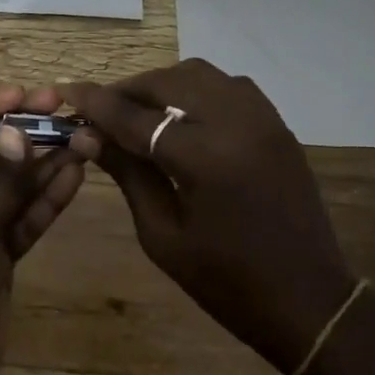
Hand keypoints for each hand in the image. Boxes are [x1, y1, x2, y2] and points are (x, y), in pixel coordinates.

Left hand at [0, 84, 88, 374]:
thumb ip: (1, 182)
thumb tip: (19, 132)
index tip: (24, 91)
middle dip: (21, 132)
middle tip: (64, 107)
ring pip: (7, 185)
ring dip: (42, 163)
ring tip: (84, 136)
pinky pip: (19, 217)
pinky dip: (44, 199)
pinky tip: (76, 173)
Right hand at [62, 60, 354, 374]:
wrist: (307, 300)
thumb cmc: (226, 281)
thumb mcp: (162, 234)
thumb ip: (128, 174)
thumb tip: (87, 136)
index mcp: (204, 158)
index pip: (136, 116)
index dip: (96, 103)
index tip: (67, 91)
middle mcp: (236, 123)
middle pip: (168, 81)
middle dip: (128, 90)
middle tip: (101, 111)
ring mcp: (263, 119)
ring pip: (200, 74)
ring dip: (162, 85)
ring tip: (138, 111)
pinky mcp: (277, 125)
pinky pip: (228, 86)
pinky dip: (196, 90)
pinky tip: (180, 116)